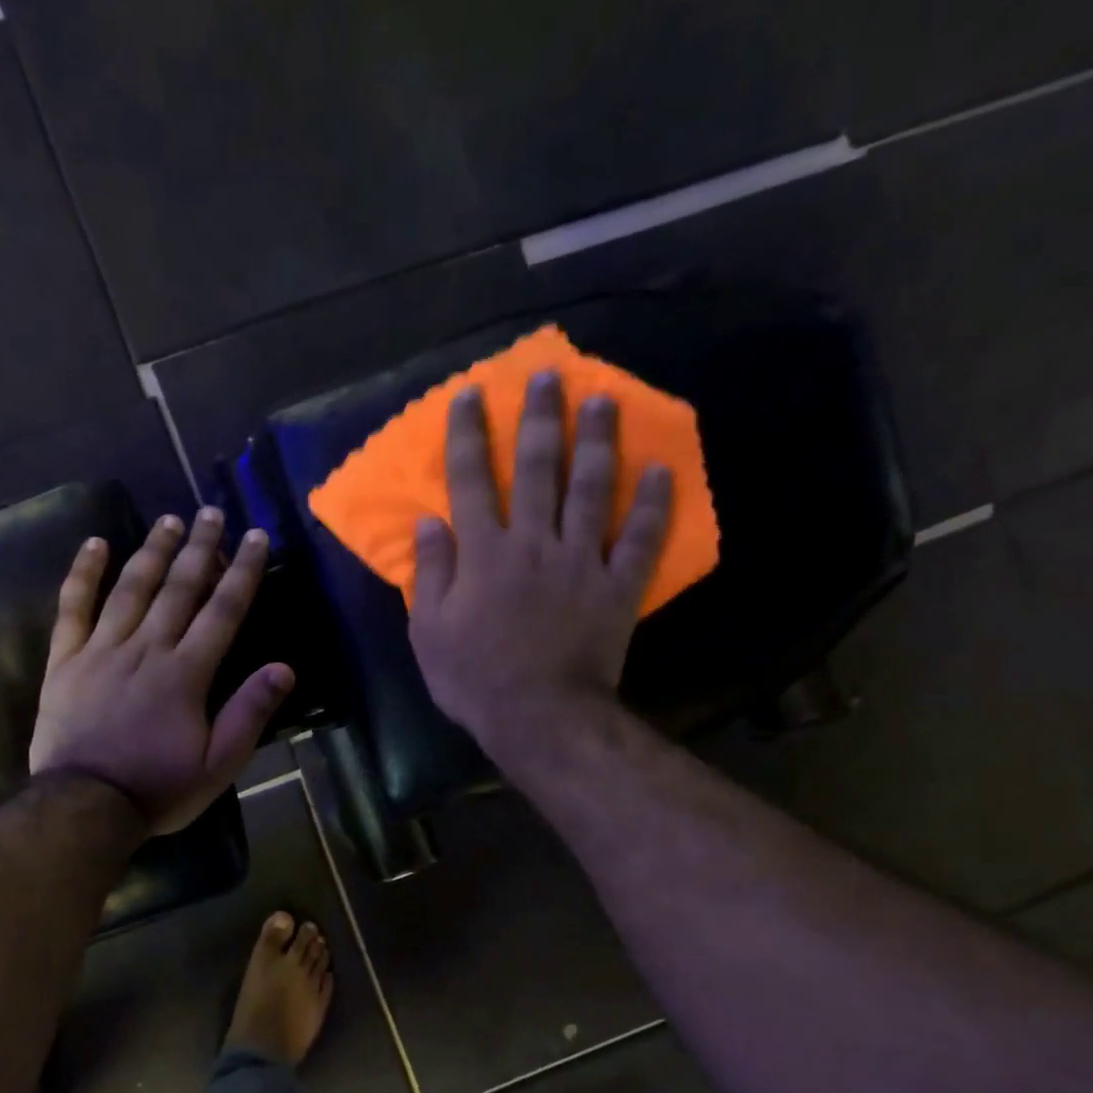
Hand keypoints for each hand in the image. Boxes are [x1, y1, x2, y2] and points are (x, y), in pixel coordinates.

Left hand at [30, 506, 293, 834]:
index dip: (242, 572)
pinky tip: (95, 544)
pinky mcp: (66, 660)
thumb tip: (284, 668)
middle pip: (178, 588)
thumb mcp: (217, 765)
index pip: (222, 611)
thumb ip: (249, 713)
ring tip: (170, 520)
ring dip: (153, 550)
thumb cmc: (157, 788)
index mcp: (186, 673)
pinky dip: (84, 574)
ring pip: (131, 588)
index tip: (256, 537)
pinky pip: (73, 608)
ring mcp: (102, 650)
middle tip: (212, 513)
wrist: (84, 806)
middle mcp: (147, 648)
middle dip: (200, 548)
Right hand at [409, 371, 672, 775]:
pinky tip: (662, 470)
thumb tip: (429, 522)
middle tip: (549, 376)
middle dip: (540, 419)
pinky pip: (641, 538)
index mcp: (484, 554)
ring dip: (598, 441)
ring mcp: (582, 561)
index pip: (471, 481)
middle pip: (536, 469)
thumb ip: (430, 574)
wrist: (540, 717)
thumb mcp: (429, 632)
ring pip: (592, 489)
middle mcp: (534, 543)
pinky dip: (654, 504)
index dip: (469, 435)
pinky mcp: (618, 586)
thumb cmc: (474, 678)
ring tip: (605, 400)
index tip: (472, 395)